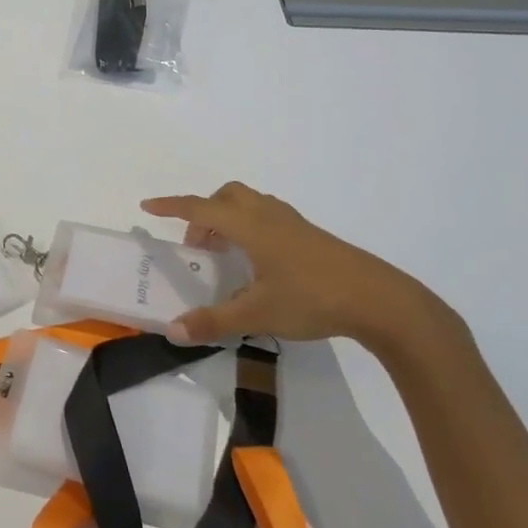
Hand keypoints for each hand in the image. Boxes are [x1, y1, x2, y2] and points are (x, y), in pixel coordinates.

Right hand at [139, 182, 446, 352]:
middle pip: (227, 196)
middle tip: (197, 247)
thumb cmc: (313, 298)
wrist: (379, 300)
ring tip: (224, 254)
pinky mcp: (310, 235)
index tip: (148, 206)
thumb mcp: (258, 315)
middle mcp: (269, 215)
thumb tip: (172, 331)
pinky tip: (258, 262)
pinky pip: (267, 216)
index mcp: (250, 226)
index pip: (200, 208)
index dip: (172, 206)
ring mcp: (293, 223)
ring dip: (228, 219)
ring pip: (250, 204)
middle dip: (204, 212)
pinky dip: (249, 227)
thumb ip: (214, 321)